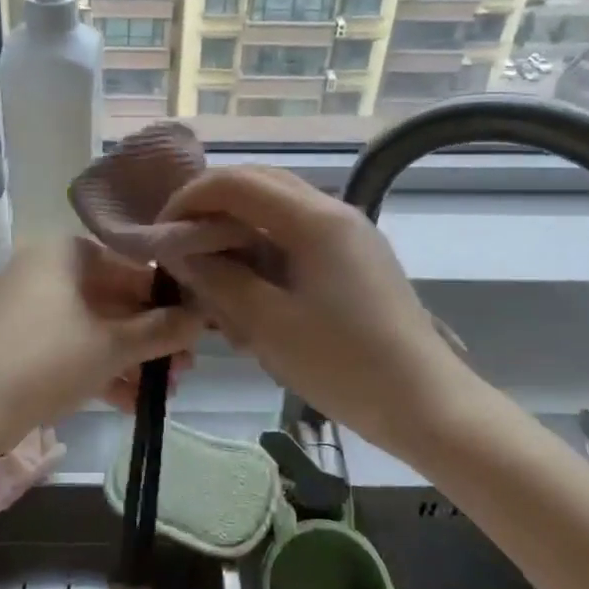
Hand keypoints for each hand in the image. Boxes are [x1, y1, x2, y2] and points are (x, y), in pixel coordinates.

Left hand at [0, 238, 200, 452]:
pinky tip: (133, 402)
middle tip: (185, 366)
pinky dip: (101, 367)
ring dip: (132, 357)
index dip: (167, 299)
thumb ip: (162, 330)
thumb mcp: (113, 347)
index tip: (196, 329)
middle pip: (114, 298)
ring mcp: (31, 304)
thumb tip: (202, 318)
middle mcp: (46, 267)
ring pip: (95, 325)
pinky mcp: (22, 338)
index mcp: (64, 251)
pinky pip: (73, 343)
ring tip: (166, 390)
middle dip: (152, 337)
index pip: (131, 266)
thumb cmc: (47, 362)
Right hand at [157, 167, 481, 454]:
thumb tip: (178, 250)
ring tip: (215, 283)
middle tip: (182, 253)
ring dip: (237, 235)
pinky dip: (263, 254)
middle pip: (257, 186)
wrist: (427, 405)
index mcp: (314, 220)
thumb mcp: (266, 324)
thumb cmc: (343, 365)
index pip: (236, 182)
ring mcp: (348, 234)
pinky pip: (296, 238)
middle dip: (211, 212)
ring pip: (275, 212)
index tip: (161, 237)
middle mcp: (333, 211)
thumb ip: (216, 278)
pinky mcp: (354, 259)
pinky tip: (252, 299)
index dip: (189, 200)